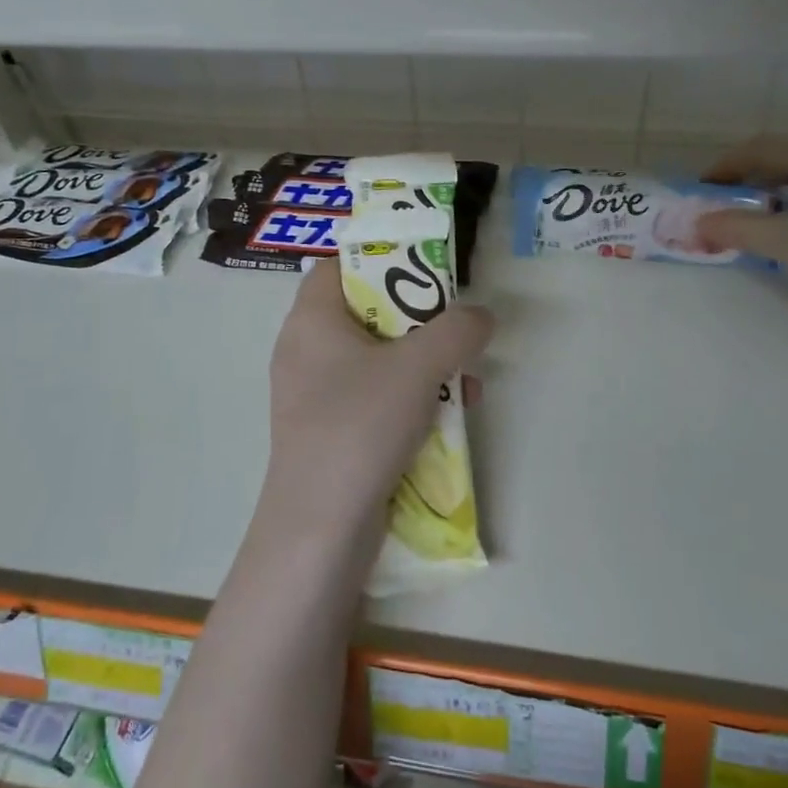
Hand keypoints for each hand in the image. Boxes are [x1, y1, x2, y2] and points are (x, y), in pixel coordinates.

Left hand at [264, 261, 494, 544]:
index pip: (342, 265)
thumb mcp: (417, 368)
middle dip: (421, 321)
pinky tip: (448, 417)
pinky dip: (409, 397)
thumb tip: (481, 316)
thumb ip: (457, 331)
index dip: (385, 259)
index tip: (429, 272)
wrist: (320, 528)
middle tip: (458, 331)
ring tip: (468, 382)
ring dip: (424, 364)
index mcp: (312, 319)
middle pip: (368, 311)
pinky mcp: (329, 429)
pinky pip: (373, 396)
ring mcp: (315, 393)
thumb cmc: (360, 426)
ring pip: (377, 358)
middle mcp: (306, 349)